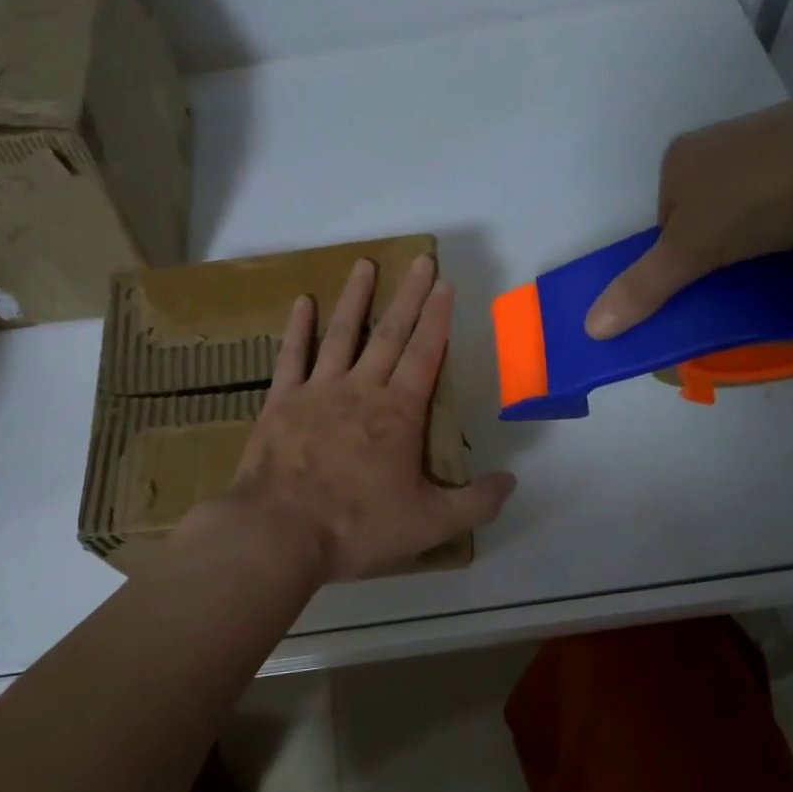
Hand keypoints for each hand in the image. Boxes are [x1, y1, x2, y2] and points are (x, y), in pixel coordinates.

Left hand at [218, 254, 516, 582]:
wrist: (280, 532)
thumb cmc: (357, 526)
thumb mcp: (429, 524)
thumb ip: (475, 502)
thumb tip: (512, 481)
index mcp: (398, 412)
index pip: (425, 353)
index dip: (438, 317)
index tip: (444, 283)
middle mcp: (361, 389)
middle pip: (391, 333)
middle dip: (409, 295)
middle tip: (420, 259)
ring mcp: (317, 390)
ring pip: (342, 334)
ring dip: (356, 298)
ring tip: (365, 264)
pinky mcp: (280, 401)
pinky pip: (291, 356)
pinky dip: (298, 328)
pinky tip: (303, 302)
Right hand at [583, 83, 792, 338]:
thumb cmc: (758, 196)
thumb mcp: (691, 250)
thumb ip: (643, 287)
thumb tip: (591, 327)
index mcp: (680, 158)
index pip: (663, 219)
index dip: (677, 254)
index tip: (702, 275)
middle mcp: (719, 140)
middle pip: (703, 209)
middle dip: (717, 242)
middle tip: (738, 270)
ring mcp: (771, 136)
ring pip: (747, 197)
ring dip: (755, 228)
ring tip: (777, 251)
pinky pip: (789, 185)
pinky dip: (792, 210)